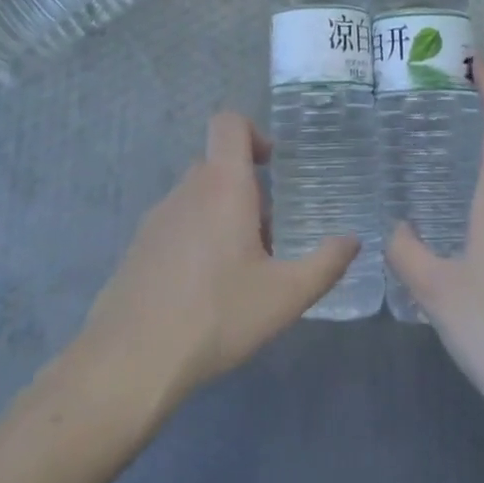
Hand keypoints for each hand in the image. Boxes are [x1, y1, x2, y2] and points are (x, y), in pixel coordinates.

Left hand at [76, 112, 357, 413]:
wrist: (130, 360)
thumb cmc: (215, 315)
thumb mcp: (283, 296)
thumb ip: (324, 265)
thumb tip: (353, 240)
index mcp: (222, 183)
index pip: (229, 122)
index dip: (252, 131)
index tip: (272, 165)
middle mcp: (188, 187)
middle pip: (218, 165)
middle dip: (246, 189)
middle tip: (268, 234)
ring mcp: (158, 216)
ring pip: (197, 198)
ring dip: (221, 217)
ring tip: (239, 271)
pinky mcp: (139, 246)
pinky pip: (176, 225)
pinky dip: (195, 241)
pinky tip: (204, 293)